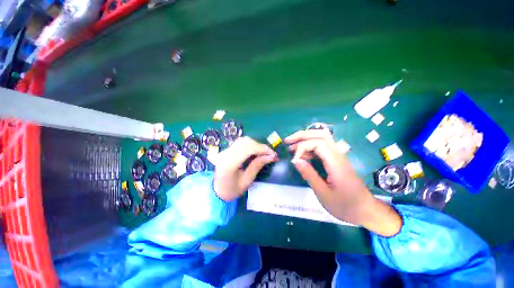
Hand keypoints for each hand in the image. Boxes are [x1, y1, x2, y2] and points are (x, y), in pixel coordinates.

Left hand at [214, 137, 277, 201]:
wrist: (218, 191)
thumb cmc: (232, 190)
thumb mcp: (247, 180)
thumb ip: (258, 165)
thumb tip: (271, 156)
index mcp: (229, 163)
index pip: (248, 149)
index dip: (262, 149)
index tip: (273, 154)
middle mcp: (226, 154)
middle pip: (246, 142)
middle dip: (261, 146)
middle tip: (270, 154)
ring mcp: (225, 150)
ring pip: (244, 140)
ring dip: (256, 144)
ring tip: (263, 153)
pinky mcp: (227, 149)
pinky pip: (241, 143)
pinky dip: (251, 145)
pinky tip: (255, 152)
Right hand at [286, 130, 401, 236]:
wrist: (366, 210)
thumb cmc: (345, 205)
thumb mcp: (323, 193)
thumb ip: (309, 174)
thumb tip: (295, 160)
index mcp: (336, 163)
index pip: (318, 143)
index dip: (303, 147)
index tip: (294, 159)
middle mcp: (338, 155)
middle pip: (321, 135)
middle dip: (302, 135)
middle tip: (288, 140)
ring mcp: (339, 156)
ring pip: (322, 138)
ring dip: (306, 138)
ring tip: (292, 146)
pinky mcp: (337, 160)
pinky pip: (323, 147)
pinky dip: (310, 146)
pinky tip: (303, 154)